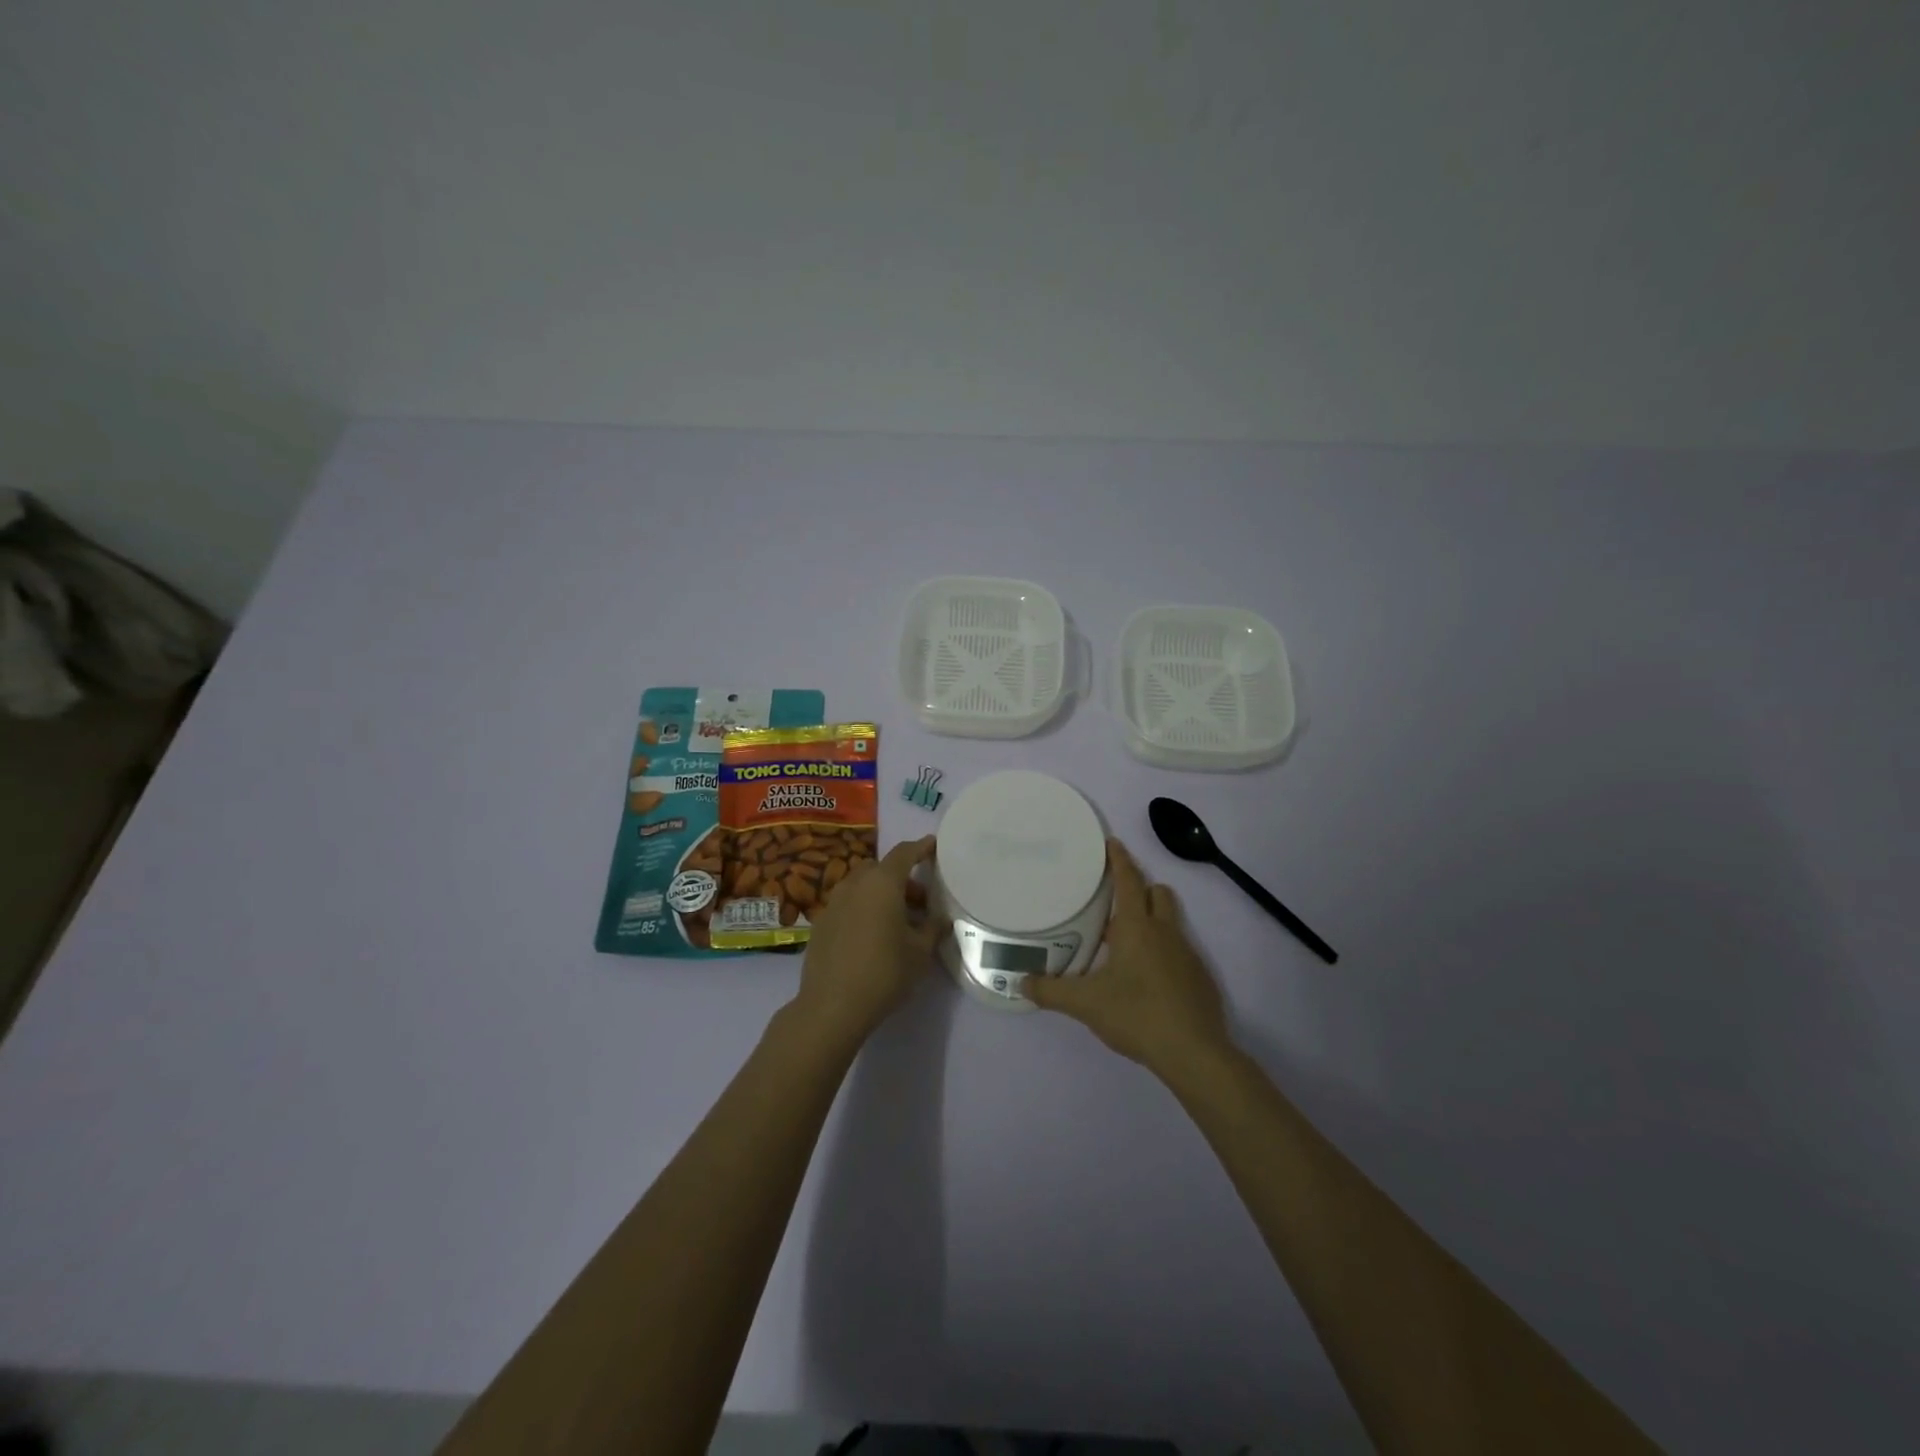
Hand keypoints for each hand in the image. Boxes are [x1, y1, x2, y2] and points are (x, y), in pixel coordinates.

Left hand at [789, 835, 946, 1049]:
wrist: (832, 1006)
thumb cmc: (884, 972)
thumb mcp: (920, 952)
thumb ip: (933, 929)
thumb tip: (940, 919)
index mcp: (882, 883)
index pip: (904, 853)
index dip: (920, 847)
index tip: (933, 845)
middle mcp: (855, 884)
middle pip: (881, 869)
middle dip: (901, 878)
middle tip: (920, 902)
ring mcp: (833, 902)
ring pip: (861, 885)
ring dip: (880, 893)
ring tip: (897, 921)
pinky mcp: (821, 922)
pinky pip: (848, 903)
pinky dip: (863, 908)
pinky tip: (872, 935)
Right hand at [1023, 839, 1231, 1079]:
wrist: (1194, 1053)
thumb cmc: (1137, 1014)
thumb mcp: (1086, 1004)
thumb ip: (1051, 991)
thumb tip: (1021, 983)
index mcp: (1137, 927)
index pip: (1129, 880)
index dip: (1120, 859)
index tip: (1111, 843)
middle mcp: (1165, 932)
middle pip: (1158, 893)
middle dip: (1140, 889)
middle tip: (1114, 903)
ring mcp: (1188, 954)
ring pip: (1170, 921)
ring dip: (1152, 921)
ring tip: (1125, 943)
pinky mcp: (1200, 978)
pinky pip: (1180, 951)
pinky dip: (1163, 952)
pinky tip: (1147, 980)